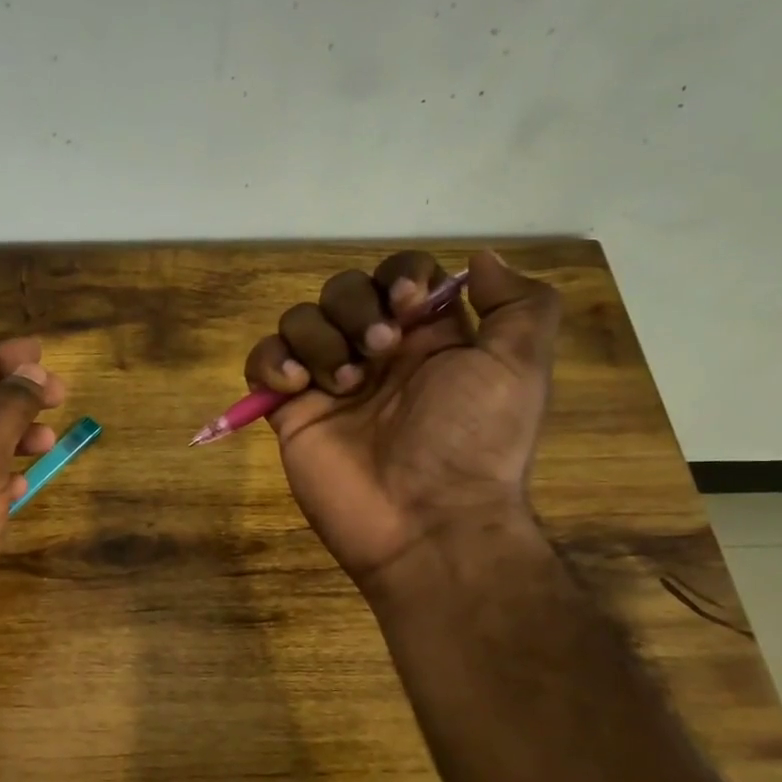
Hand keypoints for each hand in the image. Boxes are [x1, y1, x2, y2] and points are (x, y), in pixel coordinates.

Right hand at [243, 250, 560, 594]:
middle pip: (344, 289)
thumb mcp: (519, 369)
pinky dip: (271, 362)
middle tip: (378, 352)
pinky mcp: (291, 411)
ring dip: (318, 339)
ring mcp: (328, 381)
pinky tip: (296, 388)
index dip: (399, 276)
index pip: (401, 275)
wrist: (426, 522)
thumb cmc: (473, 442)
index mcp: (428, 337)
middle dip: (356, 309)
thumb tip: (481, 258)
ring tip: (343, 384)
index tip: (409, 304)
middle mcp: (376, 353)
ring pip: (300, 319)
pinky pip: (262, 362)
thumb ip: (518, 304)